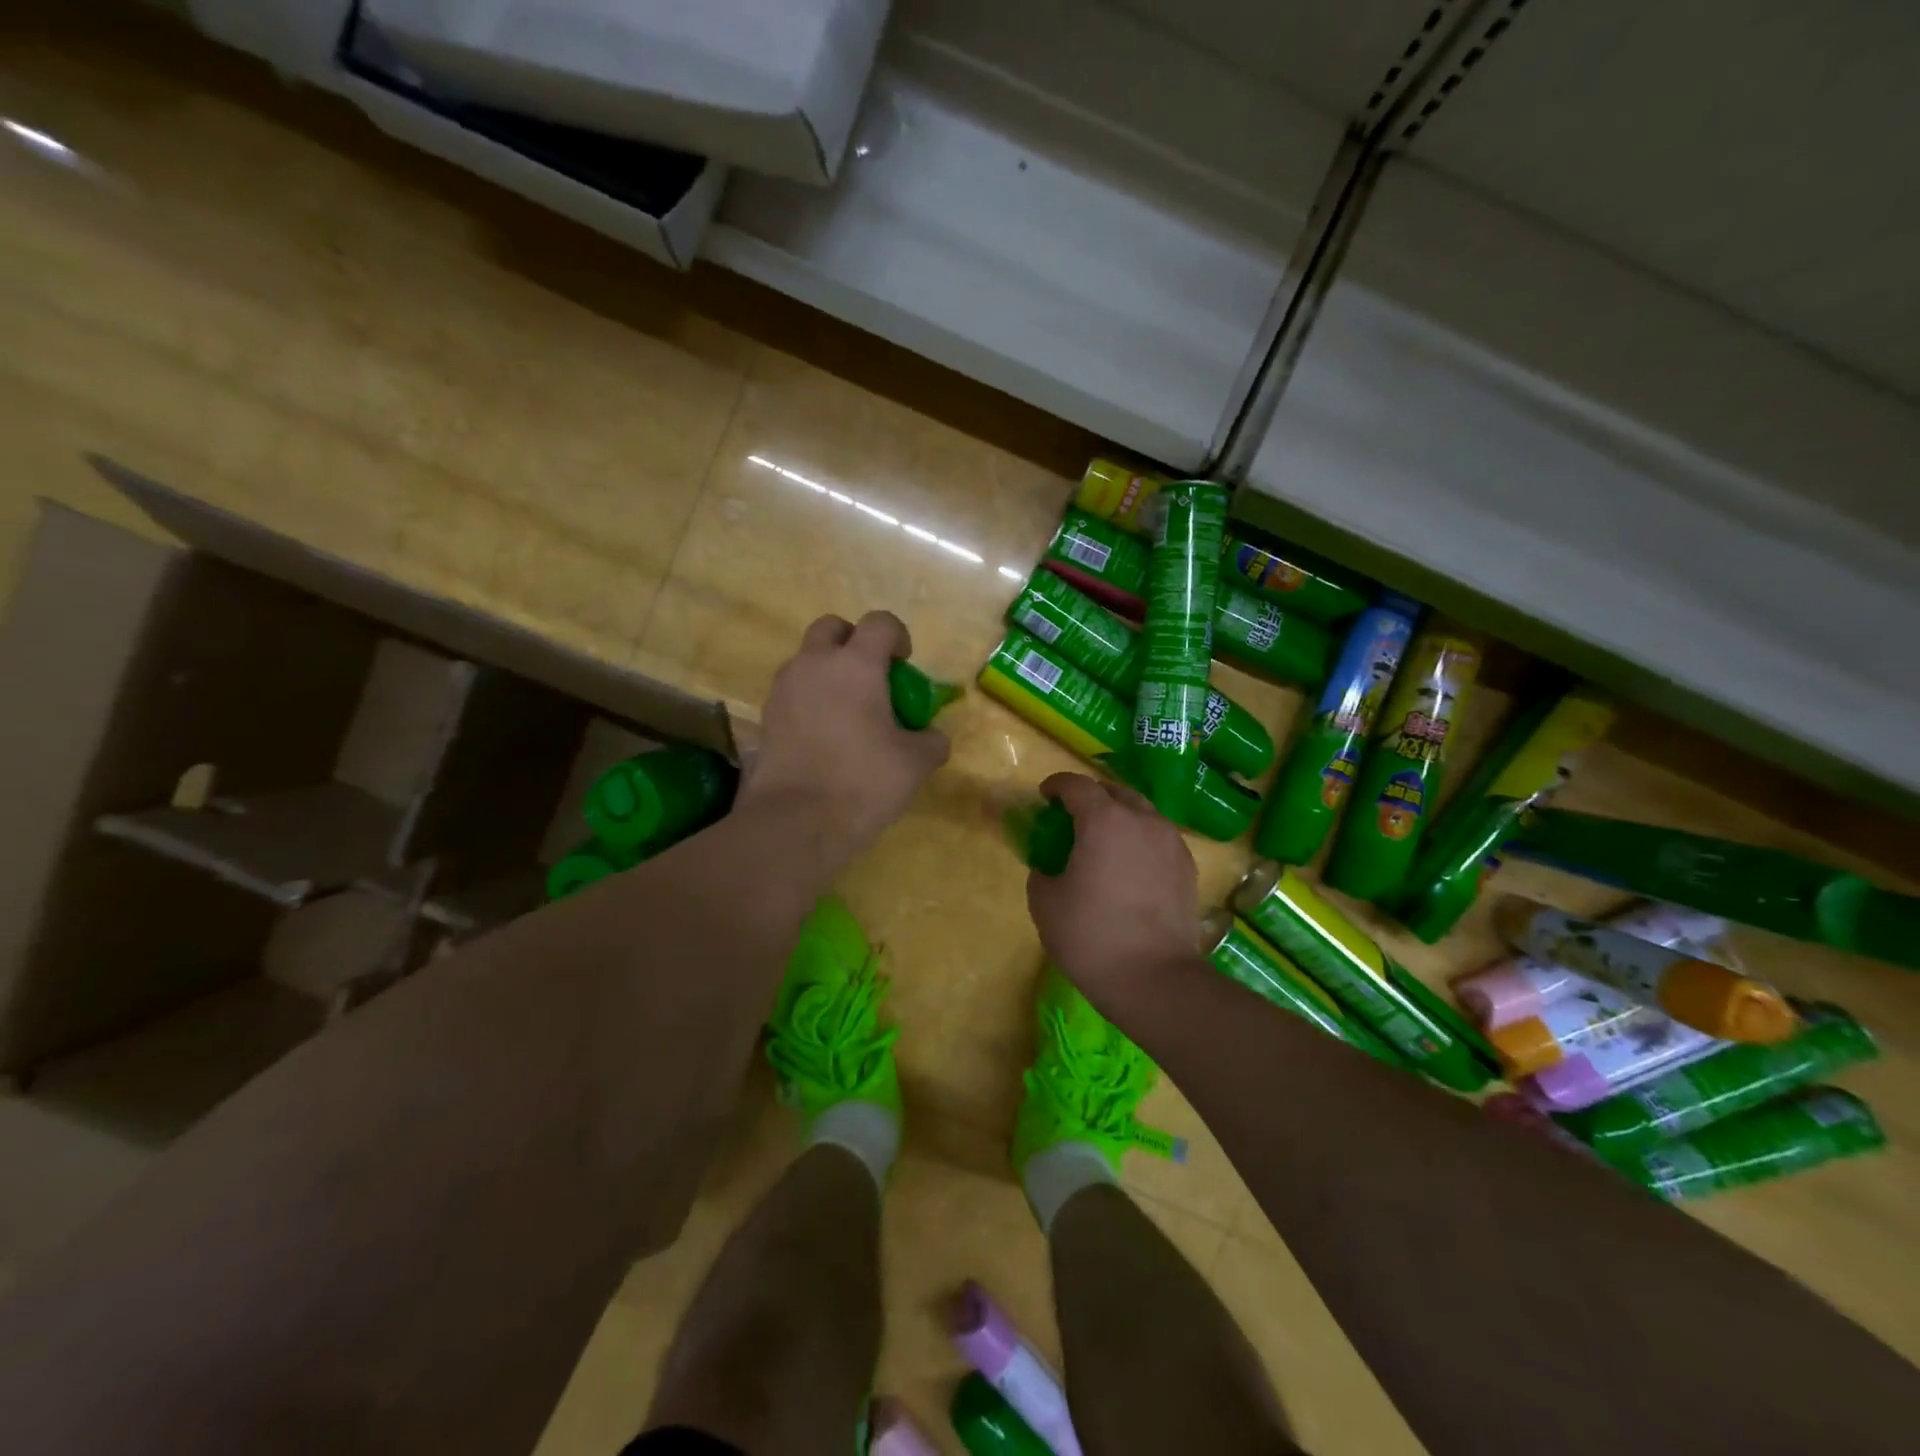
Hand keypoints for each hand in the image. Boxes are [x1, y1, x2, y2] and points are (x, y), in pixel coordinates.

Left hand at [736, 612, 949, 866]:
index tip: (904, 664)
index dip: (897, 636)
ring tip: (848, 711)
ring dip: (829, 671)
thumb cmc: (862, 782)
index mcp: (855, 664)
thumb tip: (933, 738)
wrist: (795, 822)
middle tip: (871, 677)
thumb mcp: (915, 764)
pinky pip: (793, 692)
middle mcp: (814, 664)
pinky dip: (810, 700)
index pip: (879, 622)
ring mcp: (784, 689)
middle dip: (853, 641)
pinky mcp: (766, 716)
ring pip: (807, 660)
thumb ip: (931, 742)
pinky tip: (825, 735)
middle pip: (832, 628)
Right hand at [1026, 772, 1201, 1022]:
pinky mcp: (1188, 868)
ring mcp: (1172, 843)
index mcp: (1104, 820)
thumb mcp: (1046, 903)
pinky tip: (1131, 868)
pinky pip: (1160, 840)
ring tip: (1105, 842)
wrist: (1155, 979)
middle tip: (1074, 818)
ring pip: (1143, 814)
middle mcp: (1143, 820)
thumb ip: (1042, 873)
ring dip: (1121, 818)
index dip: (1057, 785)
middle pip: (1115, 793)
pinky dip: (1141, 841)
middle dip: (1092, 797)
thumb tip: (1049, 868)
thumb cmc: (1091, 935)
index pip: (1077, 785)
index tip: (1045, 795)